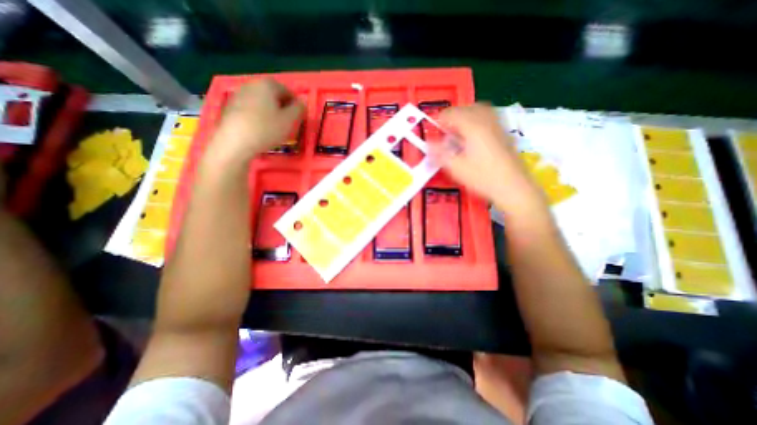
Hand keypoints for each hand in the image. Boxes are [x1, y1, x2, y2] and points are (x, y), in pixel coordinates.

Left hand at [206, 78, 303, 164]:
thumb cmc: (267, 129)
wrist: (236, 142)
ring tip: (274, 127)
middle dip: (282, 107)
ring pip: (261, 102)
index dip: (295, 105)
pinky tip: (260, 129)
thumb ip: (299, 109)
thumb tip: (301, 103)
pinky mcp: (230, 106)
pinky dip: (258, 116)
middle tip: (287, 123)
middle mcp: (252, 84)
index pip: (287, 91)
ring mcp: (239, 94)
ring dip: (270, 111)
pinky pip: (251, 109)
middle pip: (273, 95)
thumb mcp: (290, 121)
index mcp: (268, 84)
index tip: (298, 118)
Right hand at [425, 103, 544, 208]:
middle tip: (444, 132)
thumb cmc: (483, 178)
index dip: (438, 121)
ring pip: (479, 110)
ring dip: (465, 116)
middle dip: (452, 117)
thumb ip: (439, 154)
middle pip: (465, 108)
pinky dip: (477, 120)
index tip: (433, 132)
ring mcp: (497, 125)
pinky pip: (488, 117)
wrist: (513, 187)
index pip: (451, 113)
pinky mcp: (504, 133)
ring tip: (458, 131)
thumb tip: (428, 144)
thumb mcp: (456, 168)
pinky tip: (474, 136)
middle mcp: (486, 121)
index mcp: (472, 127)